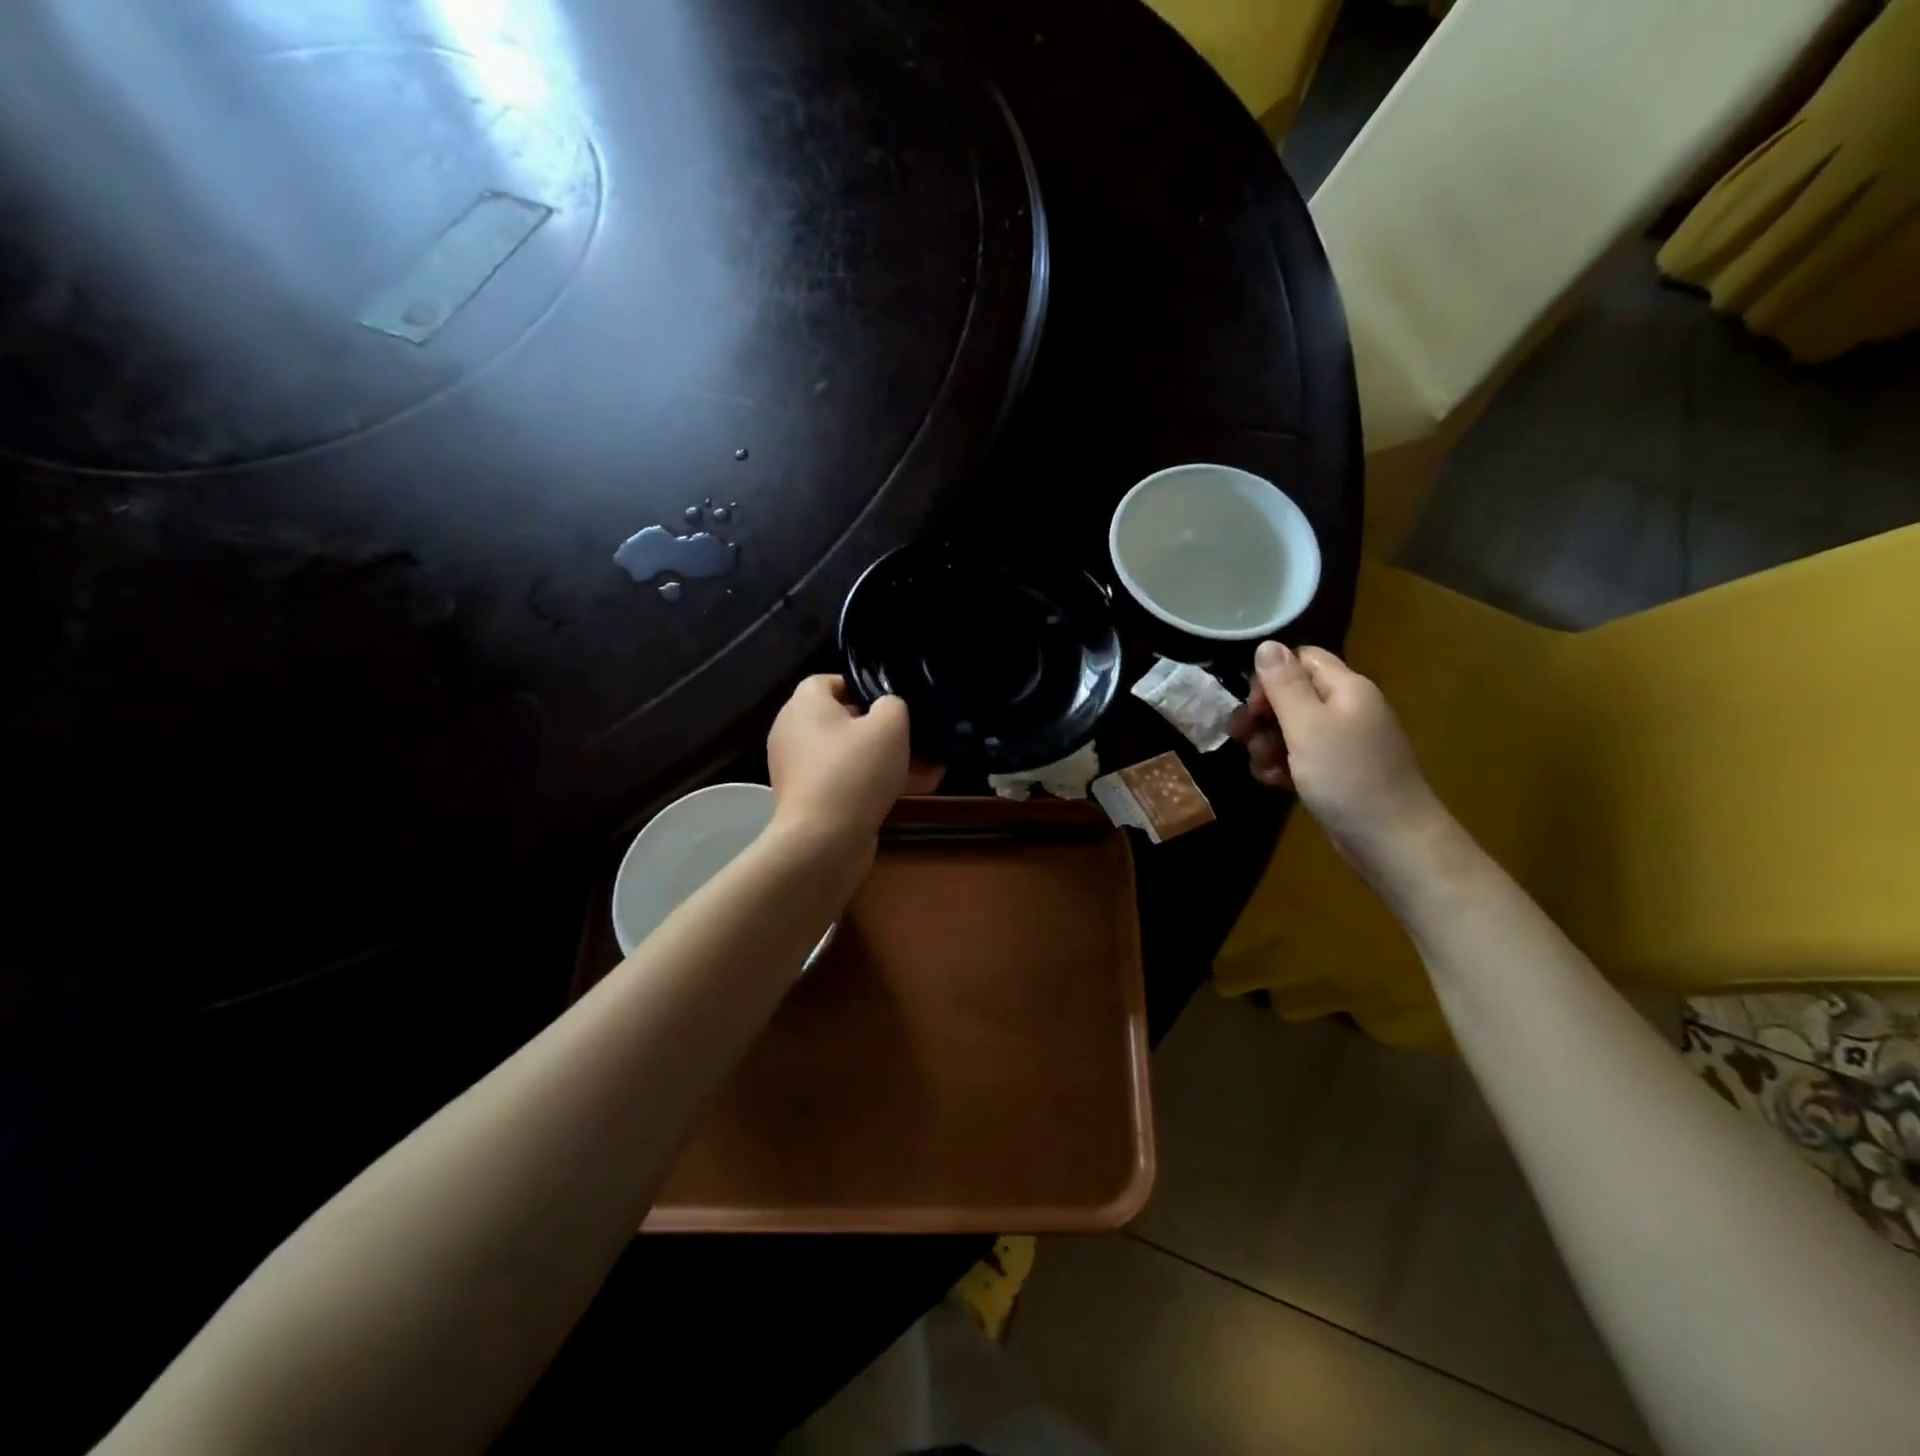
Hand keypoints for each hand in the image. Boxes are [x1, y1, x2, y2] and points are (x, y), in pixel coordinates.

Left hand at [766, 676, 941, 848]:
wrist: (823, 841)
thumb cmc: (854, 770)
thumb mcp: (889, 726)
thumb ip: (893, 705)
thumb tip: (887, 707)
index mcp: (804, 705)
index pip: (828, 681)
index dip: (861, 687)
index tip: (891, 702)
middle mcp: (794, 733)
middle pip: (842, 720)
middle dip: (882, 729)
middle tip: (915, 737)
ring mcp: (799, 769)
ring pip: (850, 754)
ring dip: (887, 759)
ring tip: (929, 768)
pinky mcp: (810, 800)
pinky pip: (846, 781)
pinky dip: (874, 783)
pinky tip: (915, 790)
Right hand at [1229, 642, 1450, 880]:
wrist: (1392, 841)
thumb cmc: (1347, 777)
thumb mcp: (1307, 726)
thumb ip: (1284, 684)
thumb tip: (1267, 643)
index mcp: (1346, 689)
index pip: (1301, 659)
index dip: (1271, 676)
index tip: (1253, 706)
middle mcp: (1347, 709)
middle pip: (1293, 695)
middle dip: (1263, 716)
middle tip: (1244, 739)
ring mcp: (1344, 743)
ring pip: (1292, 729)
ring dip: (1269, 745)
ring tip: (1263, 768)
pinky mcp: (1338, 772)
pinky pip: (1302, 757)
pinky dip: (1285, 766)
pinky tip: (1277, 784)